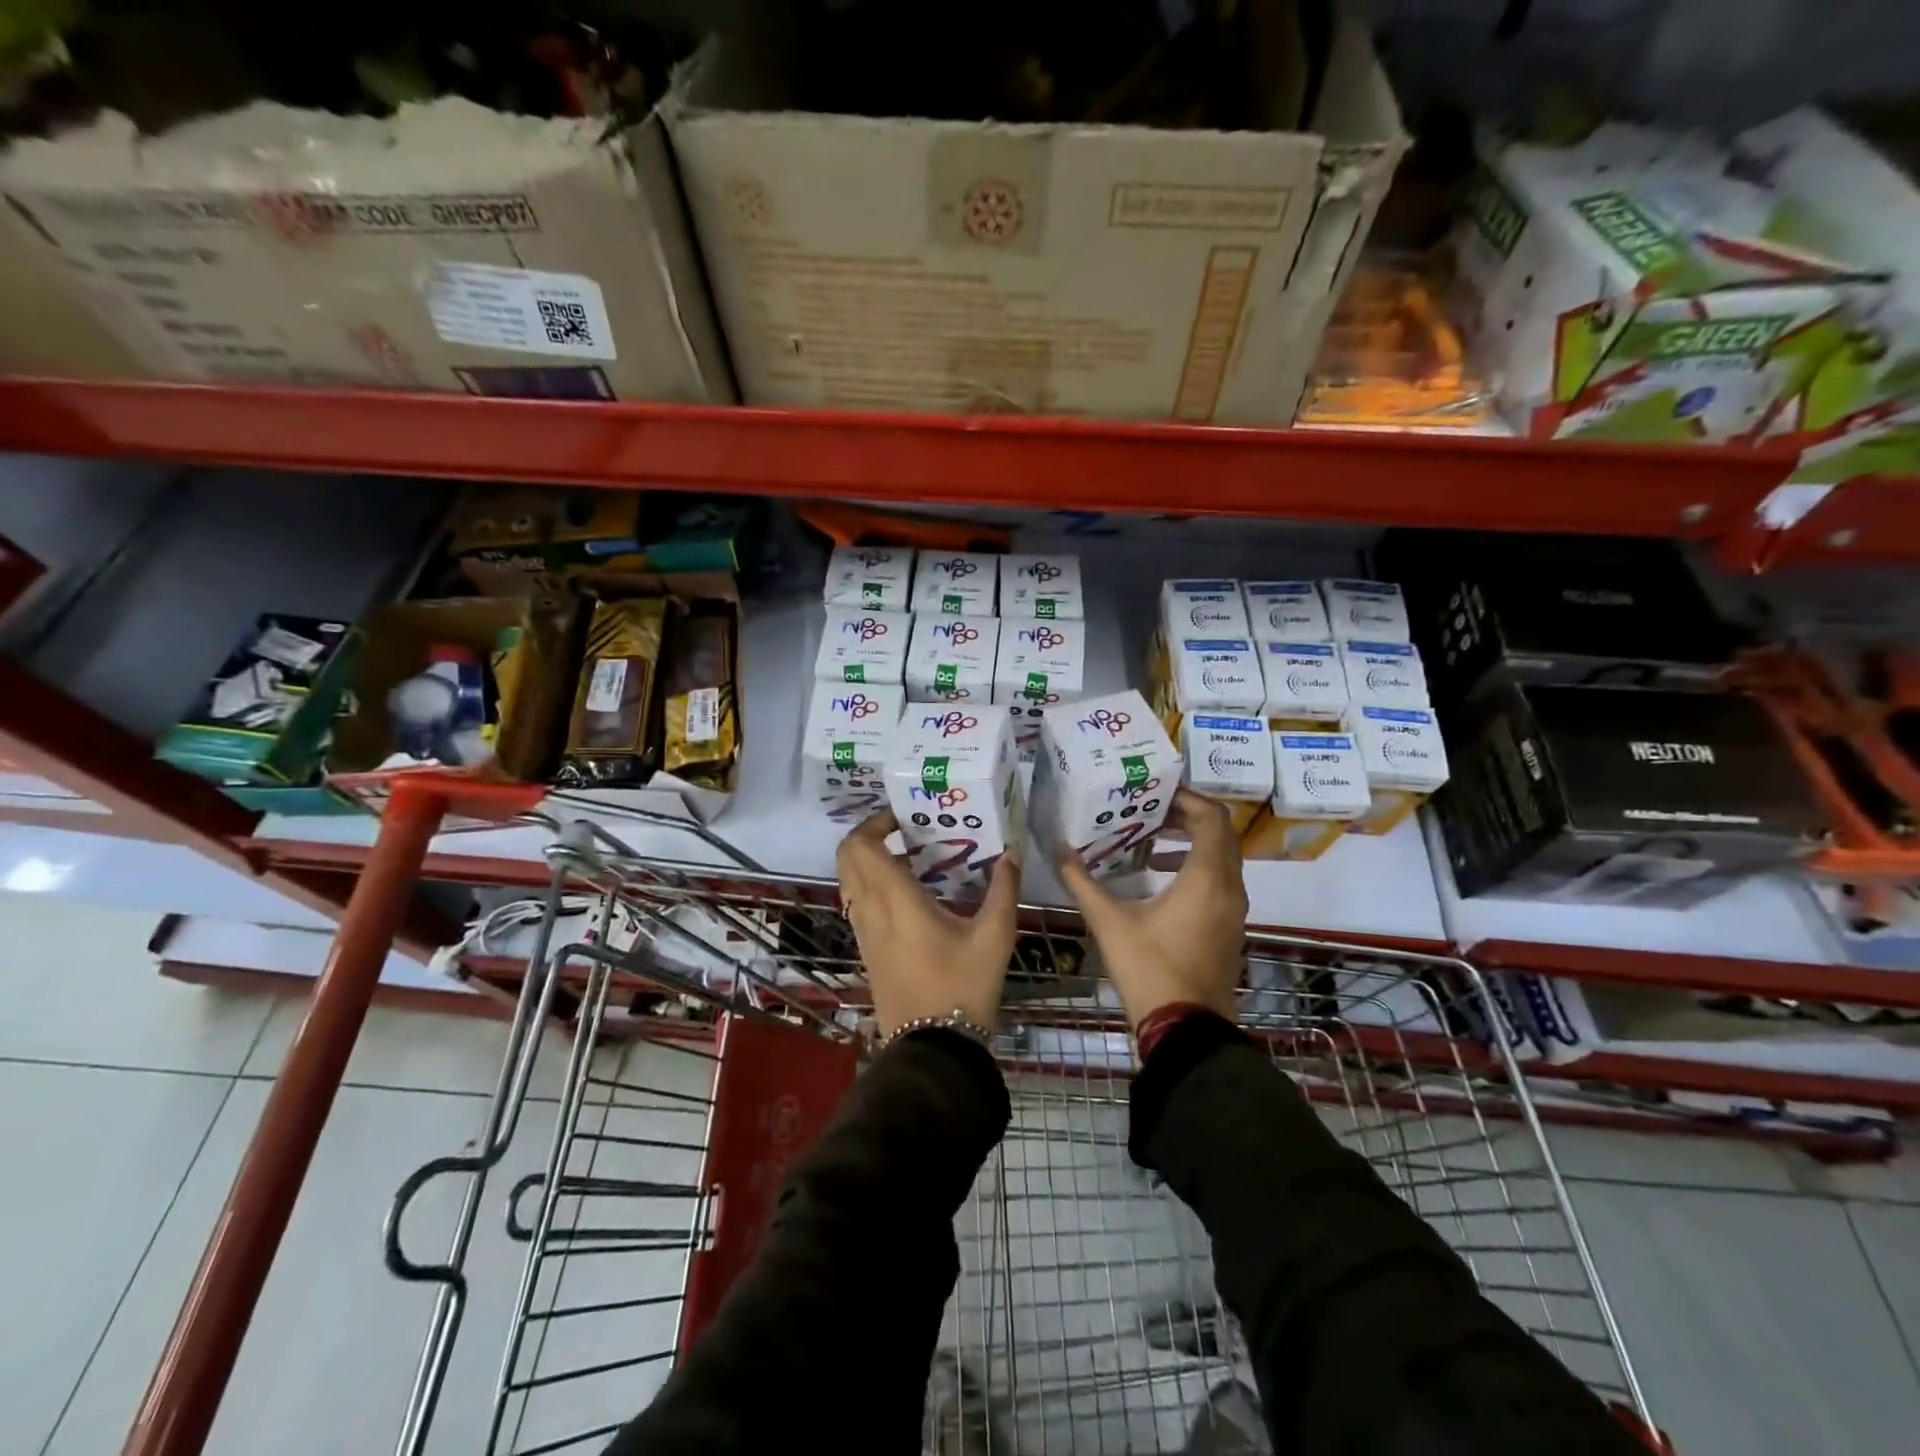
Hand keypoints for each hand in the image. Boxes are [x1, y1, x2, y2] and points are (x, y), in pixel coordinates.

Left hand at [835, 809, 1020, 1035]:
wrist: (934, 1048)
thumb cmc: (963, 986)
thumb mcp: (995, 935)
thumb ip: (1004, 888)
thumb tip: (1012, 852)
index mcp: (894, 899)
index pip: (861, 845)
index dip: (874, 822)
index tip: (904, 817)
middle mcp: (869, 910)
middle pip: (847, 858)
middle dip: (869, 837)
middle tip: (905, 832)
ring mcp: (862, 932)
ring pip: (849, 881)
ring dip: (869, 862)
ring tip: (910, 859)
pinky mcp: (866, 950)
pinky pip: (857, 904)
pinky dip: (871, 886)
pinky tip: (908, 895)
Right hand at [1057, 788, 1247, 1029]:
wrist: (1185, 1029)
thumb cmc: (1149, 969)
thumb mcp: (1109, 922)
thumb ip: (1082, 882)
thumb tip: (1059, 850)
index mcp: (1206, 878)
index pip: (1211, 818)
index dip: (1186, 798)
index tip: (1154, 792)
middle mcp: (1229, 887)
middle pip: (1221, 833)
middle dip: (1188, 816)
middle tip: (1150, 810)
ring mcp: (1234, 910)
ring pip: (1223, 858)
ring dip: (1193, 841)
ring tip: (1151, 839)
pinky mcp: (1230, 927)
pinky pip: (1221, 880)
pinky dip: (1198, 866)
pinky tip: (1160, 878)